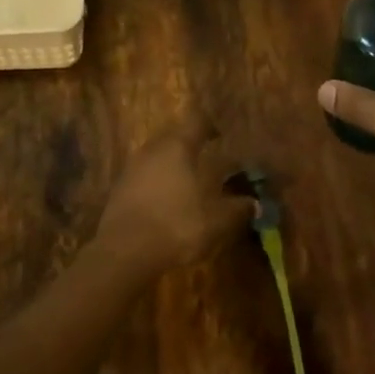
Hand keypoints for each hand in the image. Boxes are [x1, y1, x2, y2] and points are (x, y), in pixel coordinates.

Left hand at [96, 126, 255, 275]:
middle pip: (173, 136)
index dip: (209, 125)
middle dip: (189, 144)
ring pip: (156, 156)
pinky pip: (143, 176)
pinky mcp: (119, 188)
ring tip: (187, 180)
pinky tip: (166, 200)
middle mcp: (153, 149)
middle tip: (206, 157)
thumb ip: (237, 209)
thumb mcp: (216, 220)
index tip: (220, 135)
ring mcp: (132, 167)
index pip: (196, 122)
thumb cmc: (176, 225)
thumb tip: (255, 204)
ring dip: (171, 164)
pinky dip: (156, 182)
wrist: (125, 251)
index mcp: (178, 147)